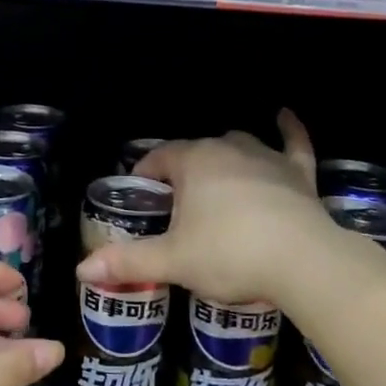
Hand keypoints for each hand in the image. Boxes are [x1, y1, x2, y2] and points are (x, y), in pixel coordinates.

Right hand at [75, 110, 342, 307]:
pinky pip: (293, 142)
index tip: (142, 196)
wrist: (303, 261)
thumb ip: (127, 261)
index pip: (159, 157)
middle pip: (196, 151)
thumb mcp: (173, 261)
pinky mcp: (298, 172)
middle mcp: (227, 148)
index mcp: (193, 162)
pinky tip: (284, 115)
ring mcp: (266, 157)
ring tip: (215, 179)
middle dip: (183, 171)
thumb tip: (81, 270)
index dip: (146, 173)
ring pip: (237, 144)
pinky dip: (289, 129)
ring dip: (223, 156)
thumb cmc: (230, 255)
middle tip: (177, 206)